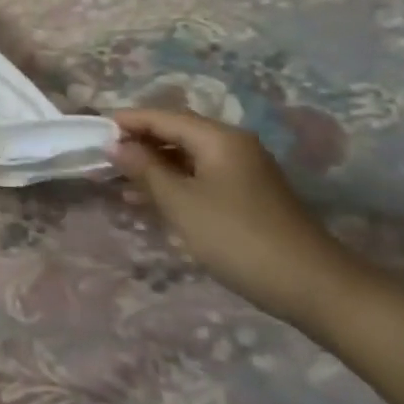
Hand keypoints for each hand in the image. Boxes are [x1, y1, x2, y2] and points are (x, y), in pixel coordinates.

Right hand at [111, 108, 362, 327]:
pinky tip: (149, 201)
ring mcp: (242, 171)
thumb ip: (145, 169)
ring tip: (115, 181)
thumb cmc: (238, 237)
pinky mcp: (246, 196)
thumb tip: (116, 145)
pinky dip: (172, 183)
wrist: (313, 286)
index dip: (125, 122)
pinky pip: (199, 177)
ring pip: (185, 157)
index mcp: (218, 138)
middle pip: (174, 132)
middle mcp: (232, 146)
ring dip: (151, 166)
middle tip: (99, 159)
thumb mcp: (181, 202)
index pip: (161, 116)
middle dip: (137, 144)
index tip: (90, 133)